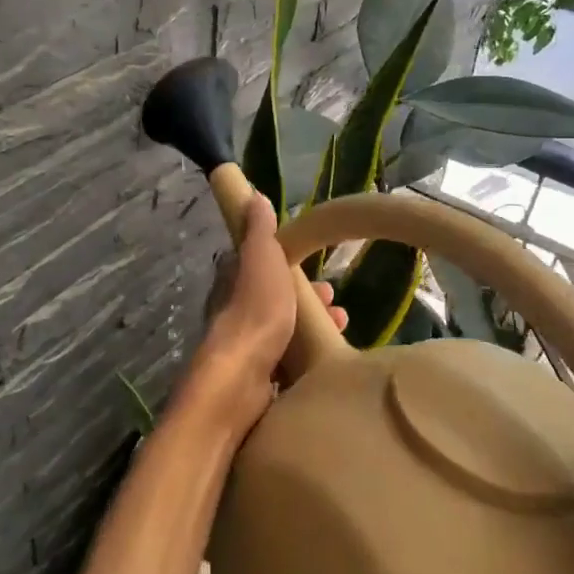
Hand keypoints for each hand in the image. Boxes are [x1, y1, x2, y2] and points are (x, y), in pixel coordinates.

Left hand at [187, 195, 346, 434]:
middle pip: (276, 300)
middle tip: (335, 301)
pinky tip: (328, 360)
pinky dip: (310, 357)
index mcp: (233, 283)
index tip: (315, 267)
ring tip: (340, 328)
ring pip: (285, 331)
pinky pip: (289, 362)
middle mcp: (236, 313)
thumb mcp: (260, 258)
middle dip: (307, 298)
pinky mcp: (259, 379)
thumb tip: (253, 195)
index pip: (260, 266)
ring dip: (313, 327)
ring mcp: (247, 348)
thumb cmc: (256, 310)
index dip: (287, 263)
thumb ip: (259, 231)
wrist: (243, 378)